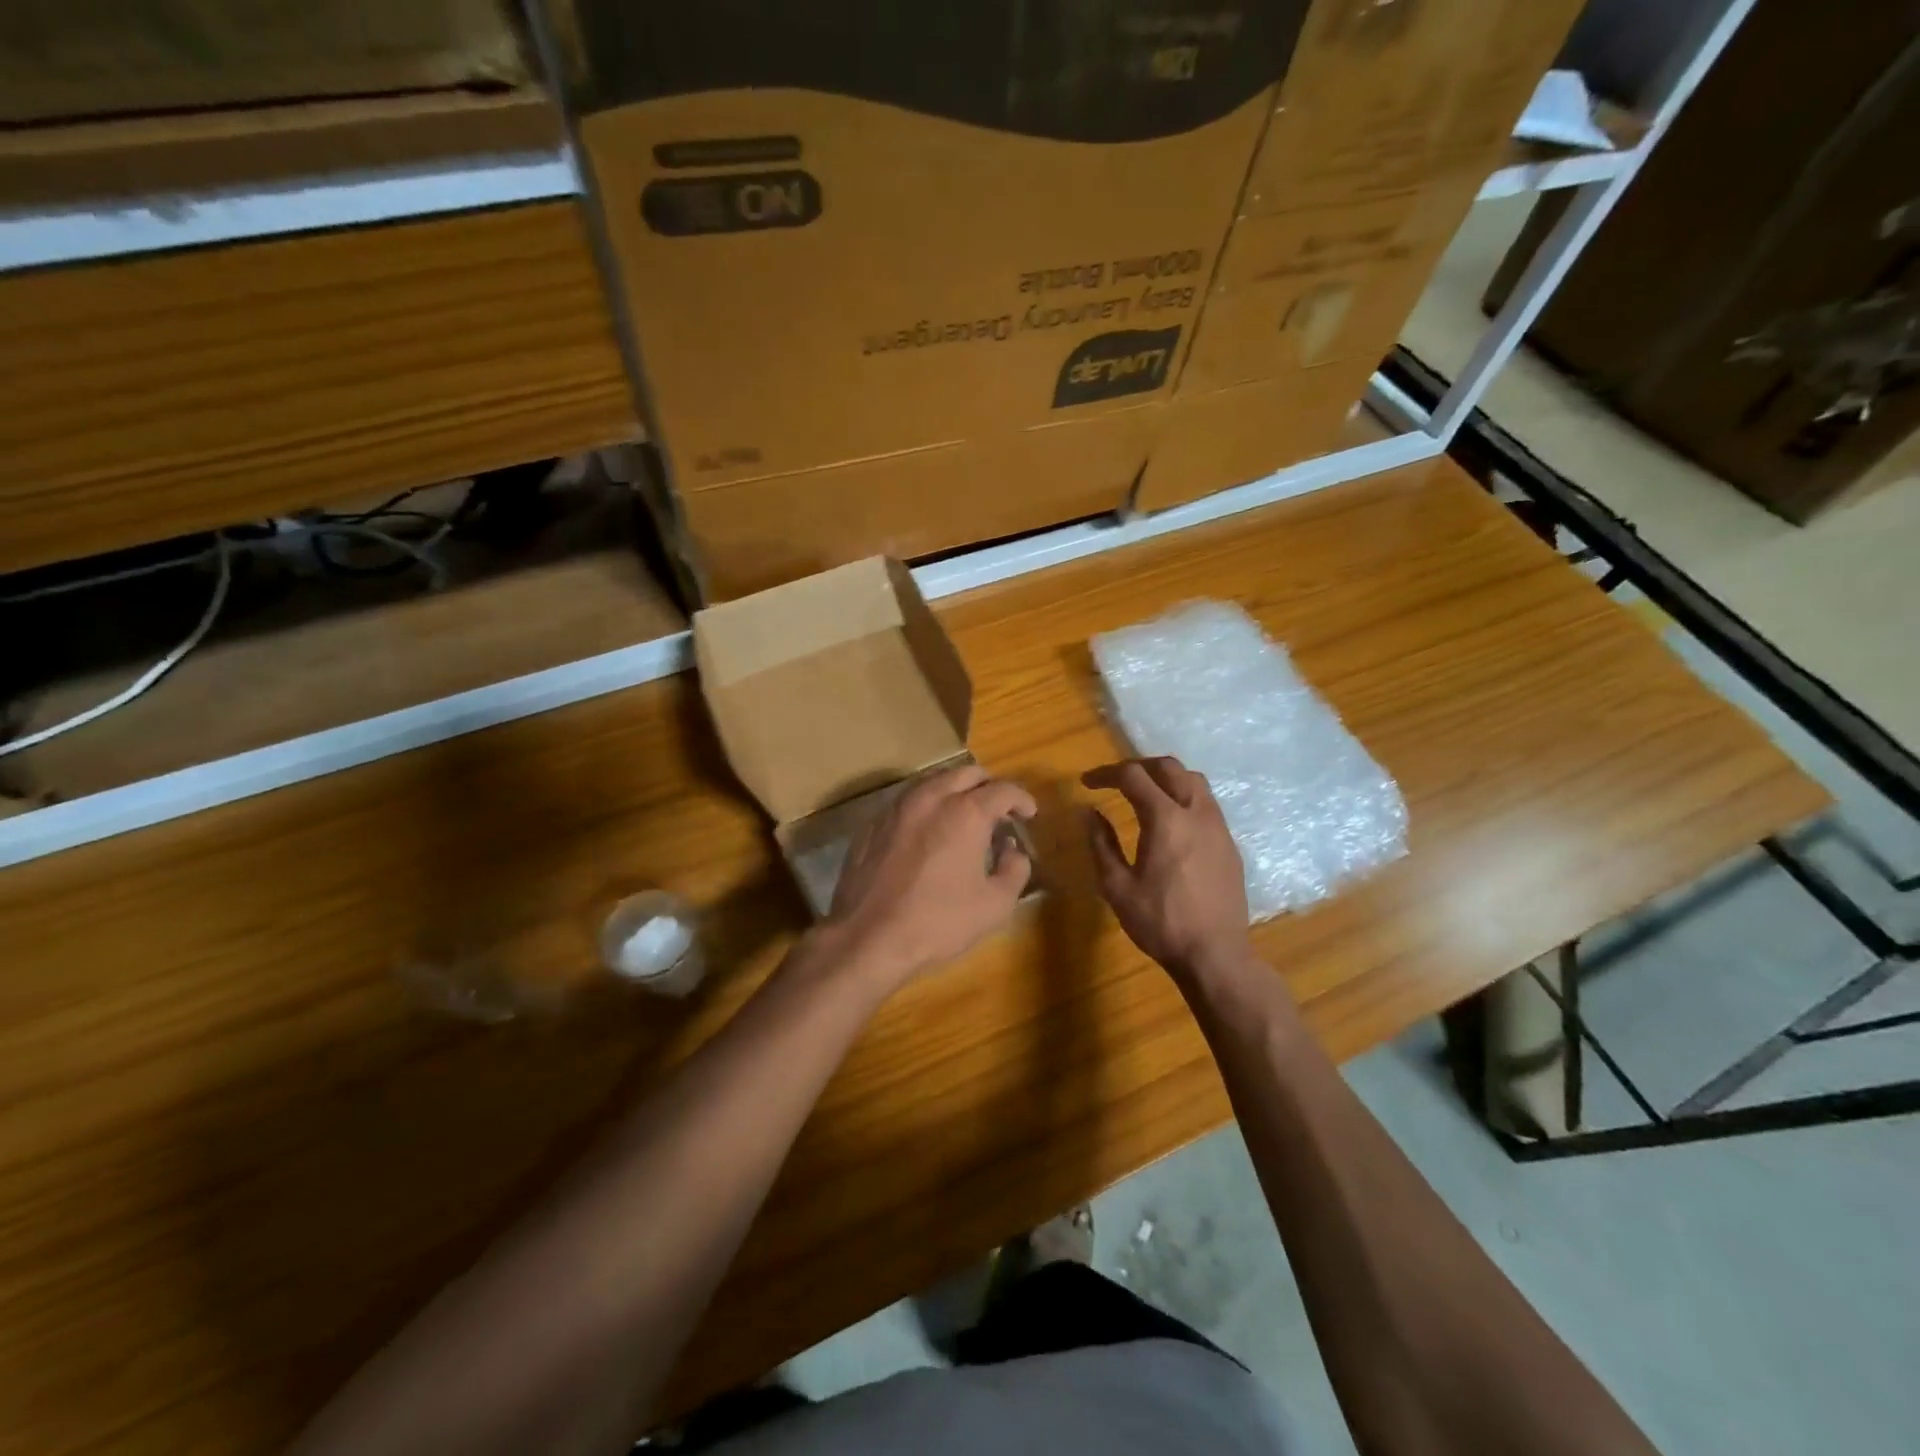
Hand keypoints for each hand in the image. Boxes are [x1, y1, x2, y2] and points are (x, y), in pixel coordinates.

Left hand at [824, 765, 1036, 993]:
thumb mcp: (994, 905)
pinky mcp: (873, 822)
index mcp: (966, 812)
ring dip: (955, 790)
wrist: (868, 937)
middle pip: (967, 773)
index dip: (1022, 799)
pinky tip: (928, 831)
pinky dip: (926, 806)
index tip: (1028, 813)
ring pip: (933, 780)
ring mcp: (897, 807)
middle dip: (988, 786)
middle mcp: (931, 797)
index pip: (1003, 790)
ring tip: (963, 815)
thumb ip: (1015, 870)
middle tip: (998, 811)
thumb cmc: (938, 922)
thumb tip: (1012, 851)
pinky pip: (908, 800)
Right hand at [1082, 757, 1253, 985]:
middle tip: (1115, 780)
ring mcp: (1218, 827)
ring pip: (1194, 781)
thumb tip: (1090, 812)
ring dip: (1166, 778)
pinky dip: (1184, 797)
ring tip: (1145, 793)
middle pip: (1169, 767)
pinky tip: (1172, 821)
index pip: (1133, 776)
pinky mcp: (1229, 844)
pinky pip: (1207, 804)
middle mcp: (1196, 812)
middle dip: (1138, 766)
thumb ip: (1101, 843)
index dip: (1106, 774)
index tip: (1087, 784)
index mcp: (1165, 819)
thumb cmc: (1160, 922)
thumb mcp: (1117, 886)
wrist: (1215, 954)